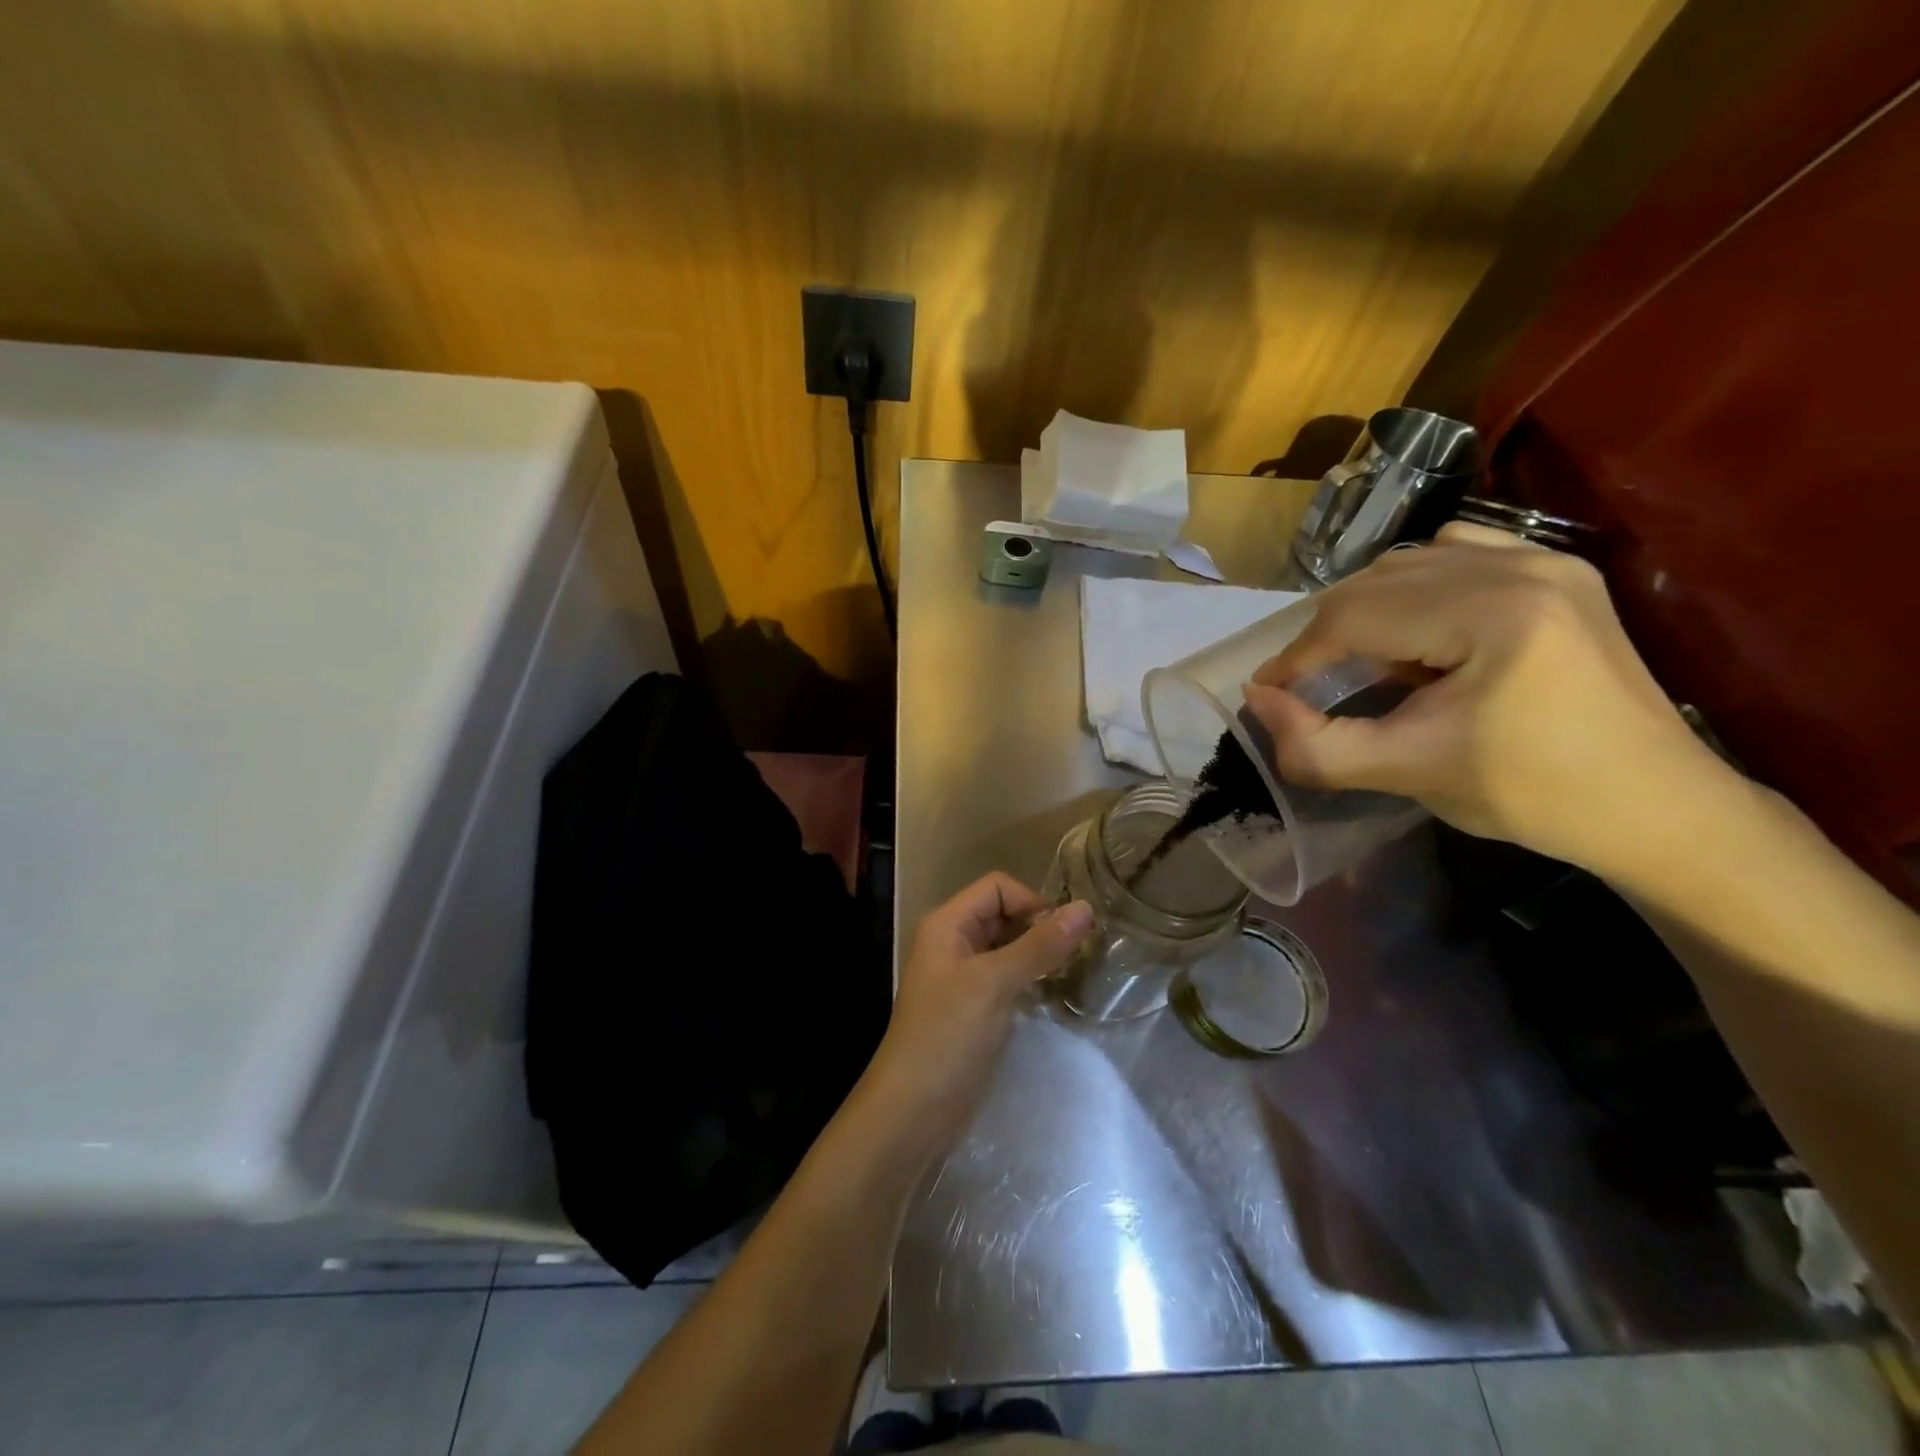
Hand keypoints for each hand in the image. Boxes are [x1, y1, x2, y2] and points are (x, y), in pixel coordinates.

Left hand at [866, 874, 1092, 1140]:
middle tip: (1076, 955)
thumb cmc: (949, 1035)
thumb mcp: (995, 983)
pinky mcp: (973, 1006)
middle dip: (1039, 927)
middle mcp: (953, 941)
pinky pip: (1006, 976)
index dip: (1032, 902)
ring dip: (1038, 953)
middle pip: (1003, 914)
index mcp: (948, 923)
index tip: (1064, 934)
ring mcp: (962, 975)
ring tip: (1071, 972)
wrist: (914, 1110)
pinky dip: (1029, 978)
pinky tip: (1051, 993)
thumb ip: (1039, 945)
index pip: (998, 887)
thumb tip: (1085, 907)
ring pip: (1008, 946)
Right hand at [1242, 523, 1723, 877]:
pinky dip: (1414, 585)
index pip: (1355, 616)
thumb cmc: (1531, 795)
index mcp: (1491, 613)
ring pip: (1411, 562)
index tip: (1268, 693)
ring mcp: (1546, 561)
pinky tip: (1413, 627)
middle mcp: (1519, 567)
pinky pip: (1458, 553)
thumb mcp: (1407, 774)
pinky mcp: (1559, 572)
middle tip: (1306, 685)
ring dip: (1366, 609)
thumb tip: (1258, 701)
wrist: (1655, 806)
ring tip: (1357, 661)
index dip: (1297, 656)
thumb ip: (1318, 746)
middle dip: (1326, 635)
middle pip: (1378, 582)